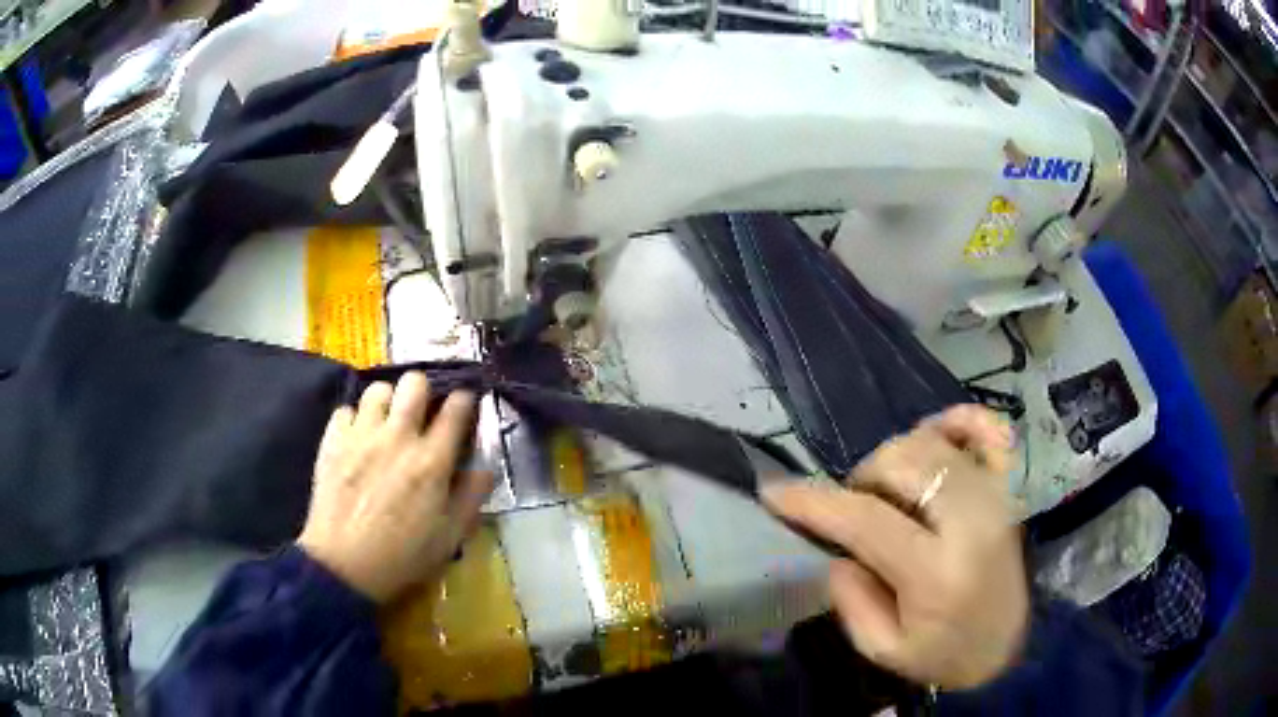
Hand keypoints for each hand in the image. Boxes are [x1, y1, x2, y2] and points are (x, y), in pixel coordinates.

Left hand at [298, 372, 491, 603]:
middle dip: (424, 391)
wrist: (344, 566)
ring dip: (387, 402)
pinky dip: (354, 420)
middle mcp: (397, 437)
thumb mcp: (450, 536)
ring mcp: (361, 436)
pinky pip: (345, 410)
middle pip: (414, 383)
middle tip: (422, 412)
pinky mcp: (332, 442)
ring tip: (387, 423)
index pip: (456, 409)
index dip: (464, 400)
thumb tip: (486, 467)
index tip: (464, 406)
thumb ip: (472, 497)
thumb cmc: (403, 556)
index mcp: (431, 461)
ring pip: (378, 389)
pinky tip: (357, 440)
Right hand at [763, 405, 1026, 689]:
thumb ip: (852, 601)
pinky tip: (935, 437)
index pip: (865, 519)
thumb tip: (836, 550)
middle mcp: (970, 521)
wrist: (1007, 647)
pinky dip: (957, 420)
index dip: (813, 501)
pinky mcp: (1007, 487)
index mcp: (936, 572)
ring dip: (896, 455)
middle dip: (860, 479)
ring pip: (932, 441)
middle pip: (900, 462)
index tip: (774, 492)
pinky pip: (988, 428)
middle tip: (853, 510)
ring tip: (889, 490)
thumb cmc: (943, 654)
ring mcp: (994, 496)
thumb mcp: (883, 649)